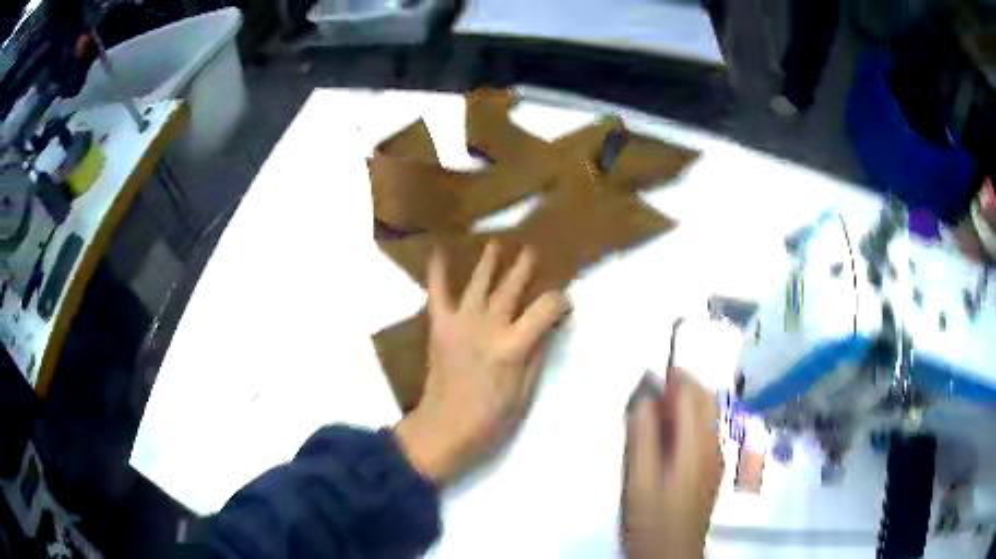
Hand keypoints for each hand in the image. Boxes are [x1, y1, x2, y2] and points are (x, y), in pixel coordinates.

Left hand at [395, 242, 570, 485]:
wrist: (443, 430)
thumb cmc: (491, 420)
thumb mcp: (525, 393)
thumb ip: (537, 355)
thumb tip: (549, 325)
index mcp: (513, 346)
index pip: (546, 309)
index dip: (560, 301)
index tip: (565, 301)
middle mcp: (487, 327)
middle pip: (511, 288)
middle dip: (525, 268)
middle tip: (533, 251)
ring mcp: (460, 323)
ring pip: (479, 283)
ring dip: (489, 262)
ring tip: (497, 244)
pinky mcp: (439, 327)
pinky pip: (438, 294)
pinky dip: (437, 272)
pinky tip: (438, 252)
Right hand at [622, 369, 722, 558]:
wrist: (671, 552)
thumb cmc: (651, 518)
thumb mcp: (638, 478)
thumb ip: (642, 435)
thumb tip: (645, 398)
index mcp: (696, 443)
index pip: (692, 393)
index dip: (673, 378)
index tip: (649, 377)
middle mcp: (713, 443)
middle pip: (706, 398)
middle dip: (682, 387)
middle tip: (650, 397)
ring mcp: (716, 455)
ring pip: (708, 413)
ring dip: (686, 403)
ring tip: (656, 415)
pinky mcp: (712, 467)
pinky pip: (705, 430)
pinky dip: (689, 421)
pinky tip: (669, 439)